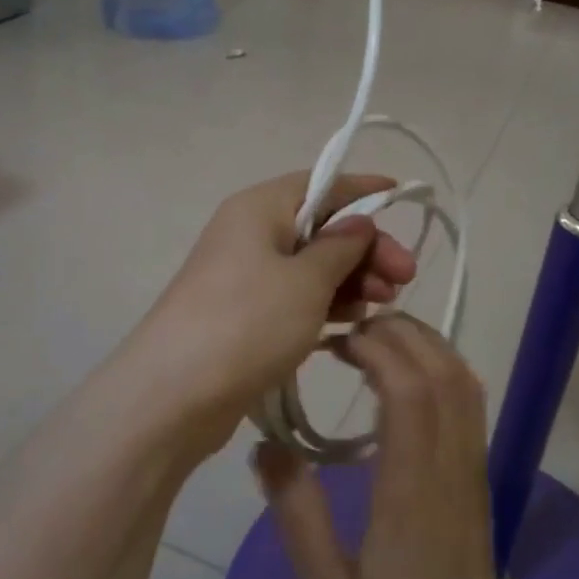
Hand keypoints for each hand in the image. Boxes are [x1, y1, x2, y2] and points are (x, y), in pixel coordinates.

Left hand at [131, 172, 417, 451]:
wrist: (173, 396)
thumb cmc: (248, 322)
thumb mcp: (307, 280)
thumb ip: (341, 246)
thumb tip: (358, 221)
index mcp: (260, 207)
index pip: (321, 183)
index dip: (363, 190)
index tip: (401, 196)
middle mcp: (251, 232)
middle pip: (320, 226)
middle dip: (366, 248)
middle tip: (406, 278)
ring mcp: (245, 274)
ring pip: (312, 264)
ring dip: (351, 277)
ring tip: (385, 303)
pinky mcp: (245, 312)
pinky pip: (296, 294)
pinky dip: (326, 301)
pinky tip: (354, 319)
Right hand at [256, 314, 521, 578]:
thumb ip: (295, 513)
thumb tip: (266, 444)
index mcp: (412, 494)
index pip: (410, 391)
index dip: (377, 348)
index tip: (336, 339)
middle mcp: (452, 471)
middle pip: (445, 372)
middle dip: (403, 333)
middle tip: (353, 329)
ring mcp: (474, 476)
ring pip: (466, 384)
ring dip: (428, 346)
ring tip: (379, 342)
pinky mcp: (480, 485)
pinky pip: (472, 408)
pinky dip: (444, 372)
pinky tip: (409, 381)